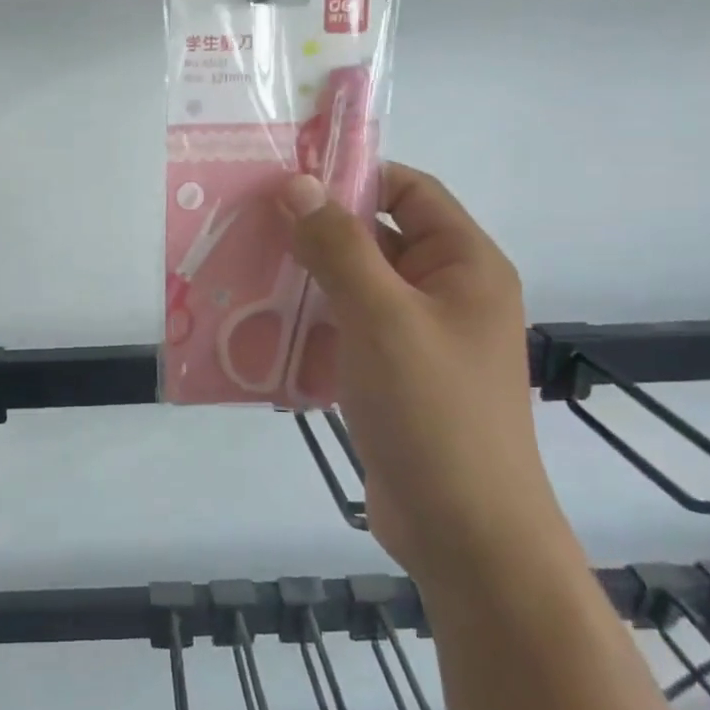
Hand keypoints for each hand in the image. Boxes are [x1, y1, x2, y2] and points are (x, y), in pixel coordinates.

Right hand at [282, 164, 570, 582]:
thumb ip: (338, 245)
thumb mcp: (381, 316)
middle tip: (251, 224)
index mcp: (464, 265)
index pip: (410, 191)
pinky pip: (346, 332)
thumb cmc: (433, 410)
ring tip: (244, 272)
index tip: (288, 178)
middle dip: (316, 232)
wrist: (464, 532)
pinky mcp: (392, 377)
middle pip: (376, 239)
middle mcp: (445, 293)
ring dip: (305, 280)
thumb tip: (297, 185)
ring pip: (354, 288)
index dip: (354, 176)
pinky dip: (309, 326)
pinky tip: (261, 330)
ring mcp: (417, 339)